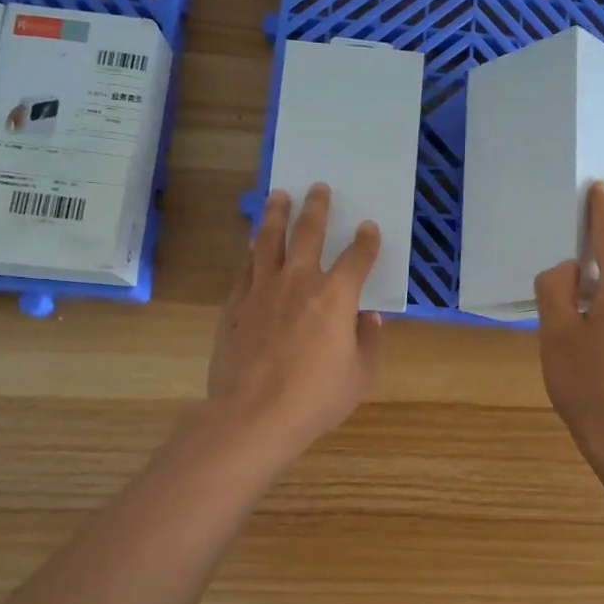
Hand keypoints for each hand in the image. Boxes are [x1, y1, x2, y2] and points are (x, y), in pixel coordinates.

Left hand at [208, 183, 384, 457]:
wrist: (253, 415)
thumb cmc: (316, 398)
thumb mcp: (360, 375)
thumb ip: (369, 342)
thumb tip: (369, 318)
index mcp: (335, 296)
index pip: (356, 258)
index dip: (366, 242)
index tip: (369, 228)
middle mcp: (298, 282)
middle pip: (307, 234)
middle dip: (317, 208)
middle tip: (318, 187)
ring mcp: (261, 291)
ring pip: (268, 242)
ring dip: (275, 216)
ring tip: (277, 196)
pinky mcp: (234, 307)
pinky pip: (244, 270)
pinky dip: (251, 253)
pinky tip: (252, 246)